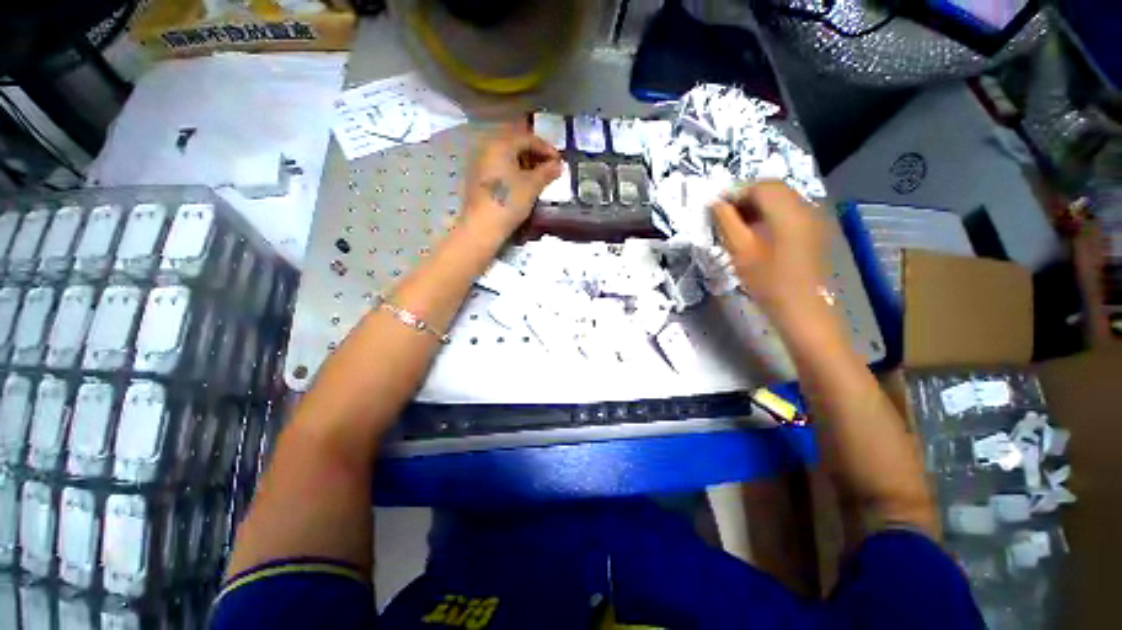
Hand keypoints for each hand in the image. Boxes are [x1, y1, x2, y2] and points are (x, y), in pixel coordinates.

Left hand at [461, 123, 562, 238]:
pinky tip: (522, 184)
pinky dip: (513, 172)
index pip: (528, 138)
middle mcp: (487, 148)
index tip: (559, 161)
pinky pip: (499, 168)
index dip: (546, 148)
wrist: (482, 226)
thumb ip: (546, 172)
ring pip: (506, 157)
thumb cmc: (509, 201)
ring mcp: (480, 163)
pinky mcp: (477, 179)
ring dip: (524, 164)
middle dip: (534, 155)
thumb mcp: (532, 186)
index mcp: (501, 144)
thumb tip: (558, 165)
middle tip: (549, 168)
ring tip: (538, 178)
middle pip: (515, 145)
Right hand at [711, 181, 827, 321]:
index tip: (715, 207)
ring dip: (758, 205)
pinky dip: (771, 214)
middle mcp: (805, 206)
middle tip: (725, 215)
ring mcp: (814, 217)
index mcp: (788, 210)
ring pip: (782, 198)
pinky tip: (758, 232)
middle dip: (746, 197)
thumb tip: (715, 203)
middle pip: (773, 188)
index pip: (759, 186)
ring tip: (738, 225)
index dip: (735, 192)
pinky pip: (790, 210)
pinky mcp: (815, 229)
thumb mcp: (740, 251)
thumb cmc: (768, 282)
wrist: (802, 308)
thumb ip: (726, 222)